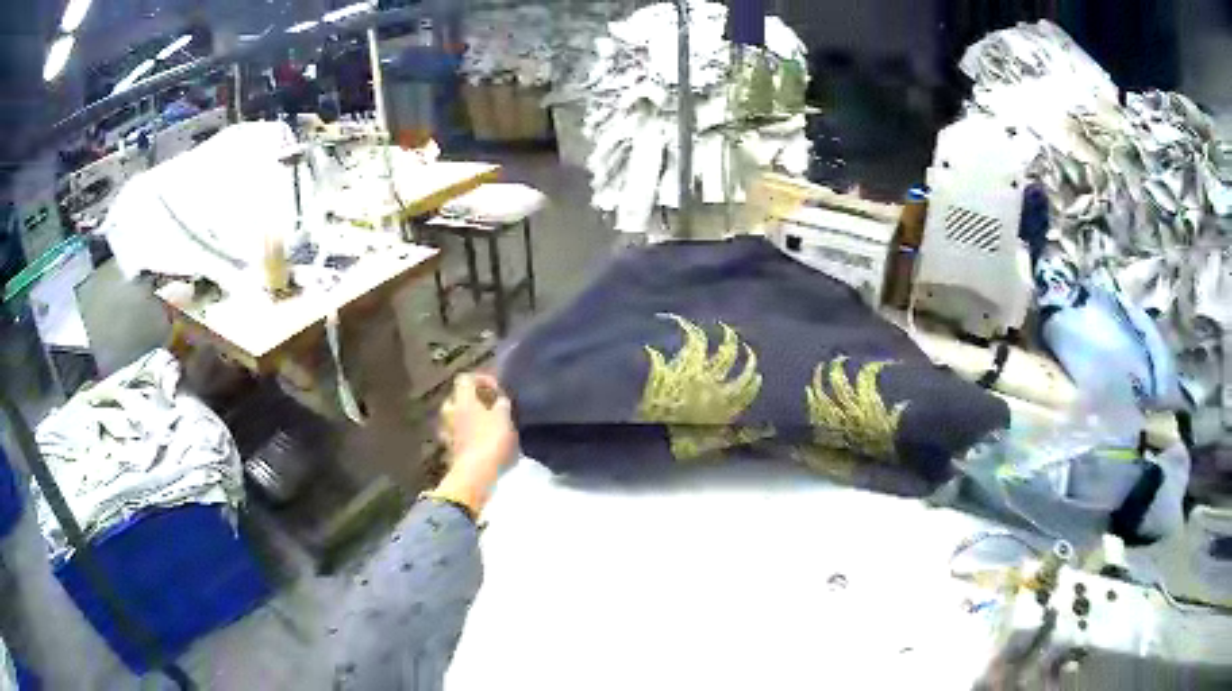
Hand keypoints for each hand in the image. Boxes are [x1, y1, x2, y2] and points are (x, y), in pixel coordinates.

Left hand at [433, 373, 517, 514]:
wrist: (476, 475)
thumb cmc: (492, 441)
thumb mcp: (505, 418)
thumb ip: (501, 405)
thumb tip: (499, 400)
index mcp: (462, 399)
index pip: (465, 378)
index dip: (481, 379)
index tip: (497, 390)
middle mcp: (450, 412)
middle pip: (458, 398)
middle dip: (473, 401)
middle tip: (490, 407)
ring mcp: (447, 432)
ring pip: (456, 418)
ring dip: (469, 419)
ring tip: (486, 427)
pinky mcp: (449, 450)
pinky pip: (457, 436)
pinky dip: (466, 436)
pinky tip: (480, 443)